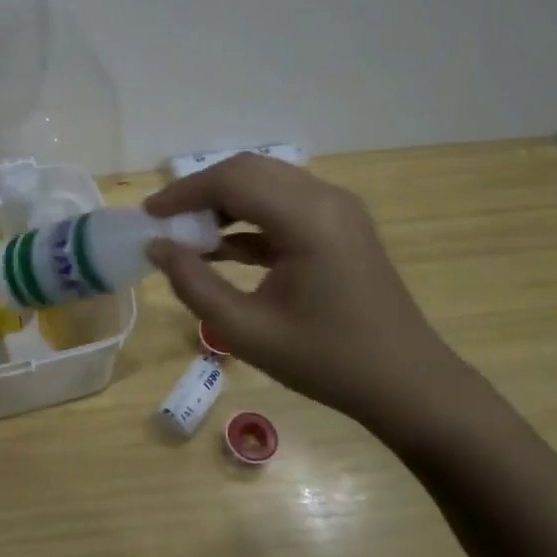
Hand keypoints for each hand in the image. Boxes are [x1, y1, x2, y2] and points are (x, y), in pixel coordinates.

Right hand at [144, 154, 480, 439]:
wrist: (408, 385)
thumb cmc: (326, 362)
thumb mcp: (246, 331)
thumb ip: (193, 284)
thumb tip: (157, 248)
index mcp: (308, 219)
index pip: (232, 180)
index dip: (184, 193)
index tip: (148, 216)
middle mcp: (326, 199)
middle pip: (249, 171)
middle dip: (200, 191)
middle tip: (164, 222)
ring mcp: (338, 209)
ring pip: (266, 183)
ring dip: (223, 202)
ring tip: (187, 235)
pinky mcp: (340, 225)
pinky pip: (284, 204)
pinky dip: (248, 217)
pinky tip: (221, 248)